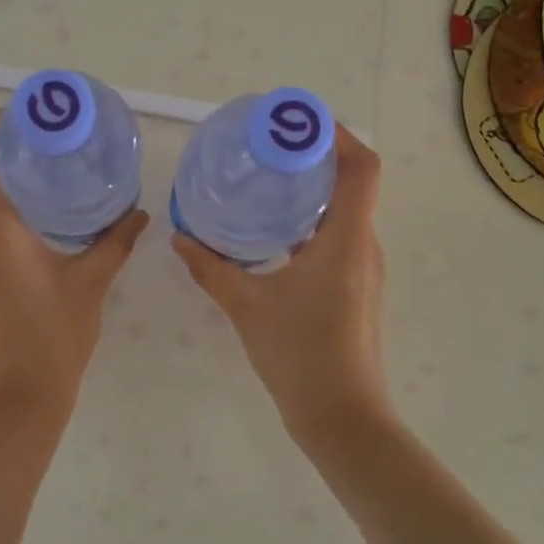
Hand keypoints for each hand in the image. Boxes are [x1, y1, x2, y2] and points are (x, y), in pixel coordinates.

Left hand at [0, 112, 147, 424]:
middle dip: (5, 152)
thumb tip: (140, 213)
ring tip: (46, 176)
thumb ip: (115, 242)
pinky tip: (37, 225)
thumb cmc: (53, 337)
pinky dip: (3, 215)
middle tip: (47, 139)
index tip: (21, 111)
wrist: (15, 404)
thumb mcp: (90, 284)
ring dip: (4, 185)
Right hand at [172, 128, 389, 445]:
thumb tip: (181, 237)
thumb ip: (212, 267)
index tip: (296, 122)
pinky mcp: (354, 285)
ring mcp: (362, 266)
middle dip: (315, 155)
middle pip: (352, 181)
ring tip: (267, 177)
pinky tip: (273, 229)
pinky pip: (337, 234)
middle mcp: (363, 244)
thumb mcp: (248, 306)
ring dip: (312, 187)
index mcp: (347, 238)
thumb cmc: (301, 356)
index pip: (362, 167)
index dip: (336, 135)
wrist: (343, 420)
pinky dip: (310, 218)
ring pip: (345, 208)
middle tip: (268, 145)